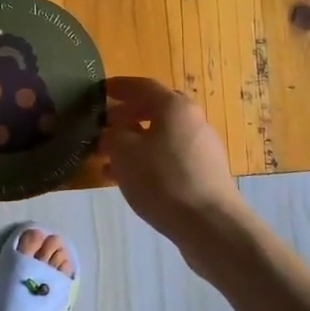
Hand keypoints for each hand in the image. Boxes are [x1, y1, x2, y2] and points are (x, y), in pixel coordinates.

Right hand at [100, 77, 246, 245]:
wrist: (209, 224)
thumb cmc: (162, 180)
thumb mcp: (123, 152)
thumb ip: (112, 136)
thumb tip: (111, 133)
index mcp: (174, 106)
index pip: (142, 86)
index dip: (119, 86)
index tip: (100, 90)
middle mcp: (192, 120)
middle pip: (155, 110)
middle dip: (127, 116)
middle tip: (104, 126)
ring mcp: (201, 147)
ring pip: (161, 136)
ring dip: (134, 143)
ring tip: (108, 160)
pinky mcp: (204, 172)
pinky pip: (169, 157)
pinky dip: (148, 161)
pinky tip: (130, 180)